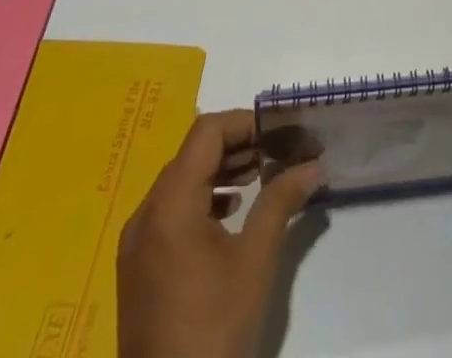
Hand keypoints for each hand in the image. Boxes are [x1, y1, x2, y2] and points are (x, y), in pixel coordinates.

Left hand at [117, 109, 321, 357]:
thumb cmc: (214, 328)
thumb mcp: (256, 259)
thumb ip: (282, 200)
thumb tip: (315, 164)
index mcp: (169, 204)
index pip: (207, 132)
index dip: (244, 123)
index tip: (279, 132)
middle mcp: (145, 214)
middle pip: (192, 153)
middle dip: (236, 146)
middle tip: (276, 153)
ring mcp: (136, 244)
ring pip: (180, 180)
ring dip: (220, 171)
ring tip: (259, 178)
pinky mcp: (137, 268)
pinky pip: (170, 210)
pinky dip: (201, 198)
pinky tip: (229, 215)